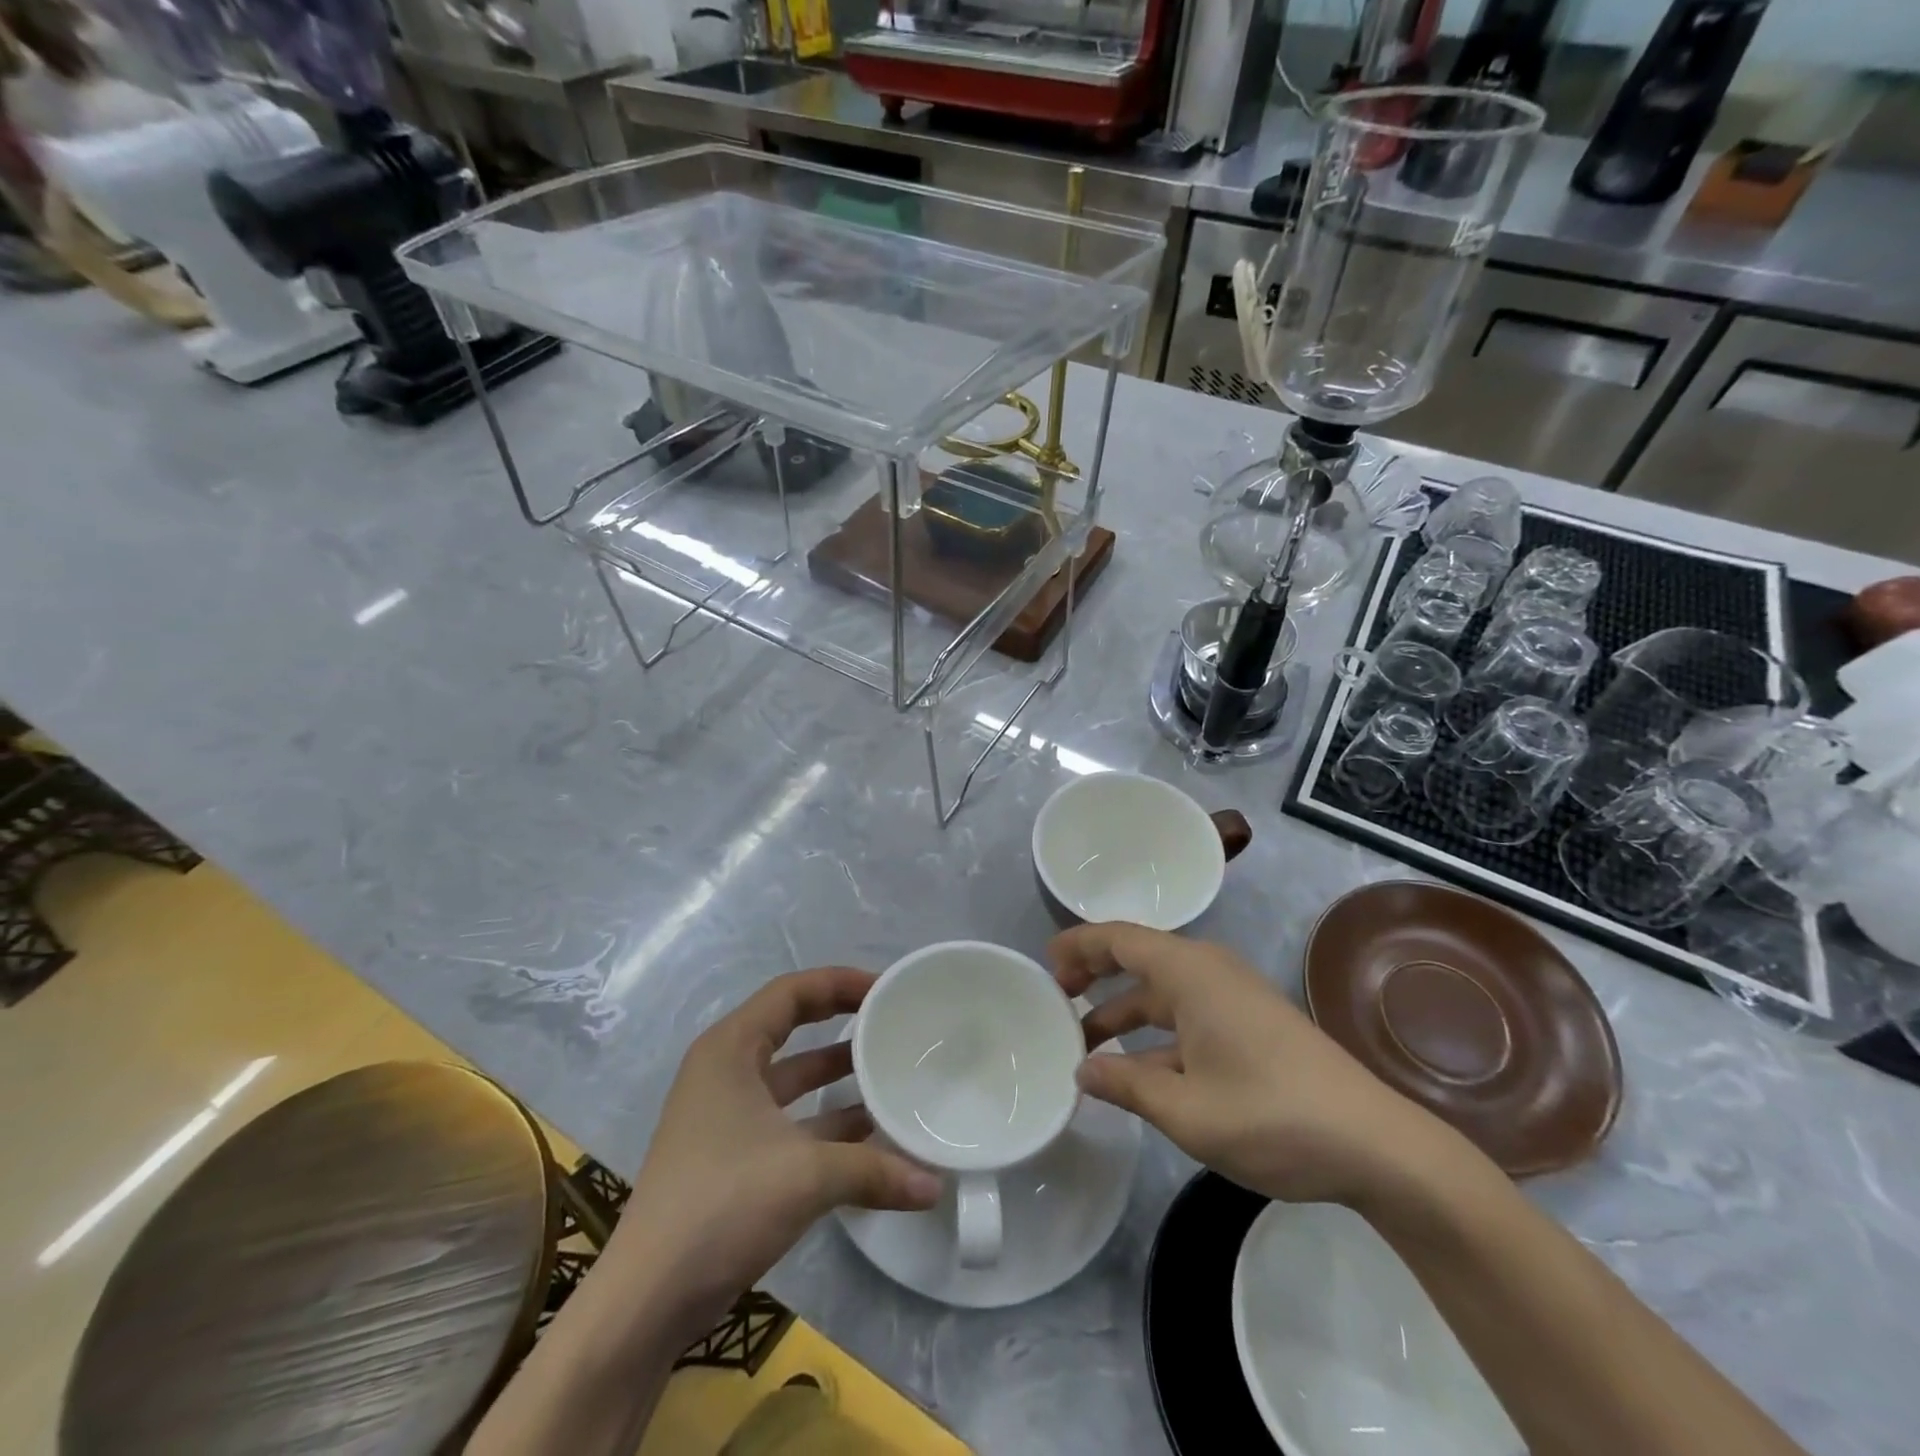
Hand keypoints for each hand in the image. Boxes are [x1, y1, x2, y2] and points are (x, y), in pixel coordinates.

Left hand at [607, 967, 940, 1335]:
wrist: (646, 1301)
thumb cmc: (721, 1206)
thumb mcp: (805, 1176)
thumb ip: (874, 1170)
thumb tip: (935, 1184)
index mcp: (731, 1049)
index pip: (791, 991)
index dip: (839, 983)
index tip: (886, 991)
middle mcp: (726, 1071)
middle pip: (792, 1026)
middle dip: (842, 1022)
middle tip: (891, 1023)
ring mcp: (727, 1116)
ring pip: (793, 1078)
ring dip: (838, 1075)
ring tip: (891, 1073)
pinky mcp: (734, 1156)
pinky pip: (790, 1119)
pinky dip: (826, 1121)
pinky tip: (870, 1135)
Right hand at [1054, 923, 1454, 1208]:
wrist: (1375, 1145)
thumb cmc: (1272, 1115)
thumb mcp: (1186, 1109)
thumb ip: (1126, 1084)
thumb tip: (1082, 1069)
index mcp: (1190, 972)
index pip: (1119, 939)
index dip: (1078, 945)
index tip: (1044, 963)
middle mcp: (1209, 972)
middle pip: (1138, 958)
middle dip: (1095, 975)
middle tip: (1055, 999)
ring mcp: (1233, 998)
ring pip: (1162, 992)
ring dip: (1123, 1011)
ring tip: (1083, 1042)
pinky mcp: (1250, 1024)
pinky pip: (1186, 1014)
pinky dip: (1154, 1033)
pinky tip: (1136, 1070)